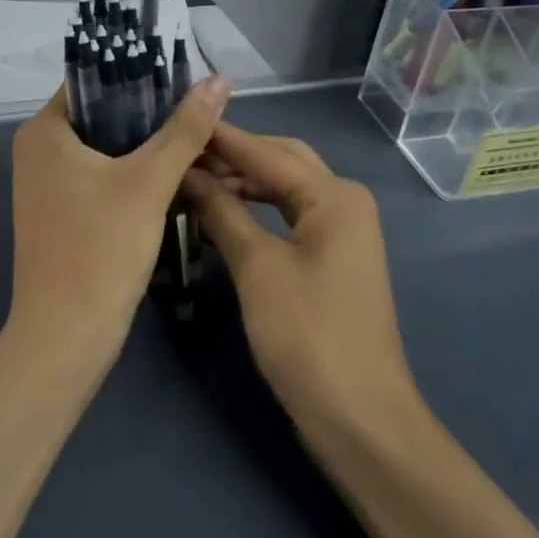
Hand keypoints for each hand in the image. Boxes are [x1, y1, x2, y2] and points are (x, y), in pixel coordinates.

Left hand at [7, 75, 231, 377]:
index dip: (141, 74)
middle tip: (202, 110)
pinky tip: (179, 173)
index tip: (187, 77)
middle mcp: (40, 150)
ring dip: (150, 144)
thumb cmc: (100, 249)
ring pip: (110, 147)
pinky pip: (106, 176)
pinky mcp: (66, 212)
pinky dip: (138, 172)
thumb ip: (185, 129)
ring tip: (200, 136)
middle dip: (154, 113)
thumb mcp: (149, 182)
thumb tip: (218, 80)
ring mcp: (51, 184)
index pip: (95, 80)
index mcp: (44, 130)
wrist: (67, 338)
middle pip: (105, 114)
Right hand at [184, 124, 416, 433]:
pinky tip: (223, 212)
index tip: (178, 119)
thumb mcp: (258, 268)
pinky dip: (255, 208)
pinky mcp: (331, 257)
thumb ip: (223, 212)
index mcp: (334, 195)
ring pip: (284, 188)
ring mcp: (341, 230)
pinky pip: (288, 215)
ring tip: (194, 178)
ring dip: (243, 180)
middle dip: (234, 154)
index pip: (266, 152)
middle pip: (281, 160)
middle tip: (184, 150)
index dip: (221, 138)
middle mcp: (343, 201)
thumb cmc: (308, 337)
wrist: (360, 418)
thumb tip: (188, 173)